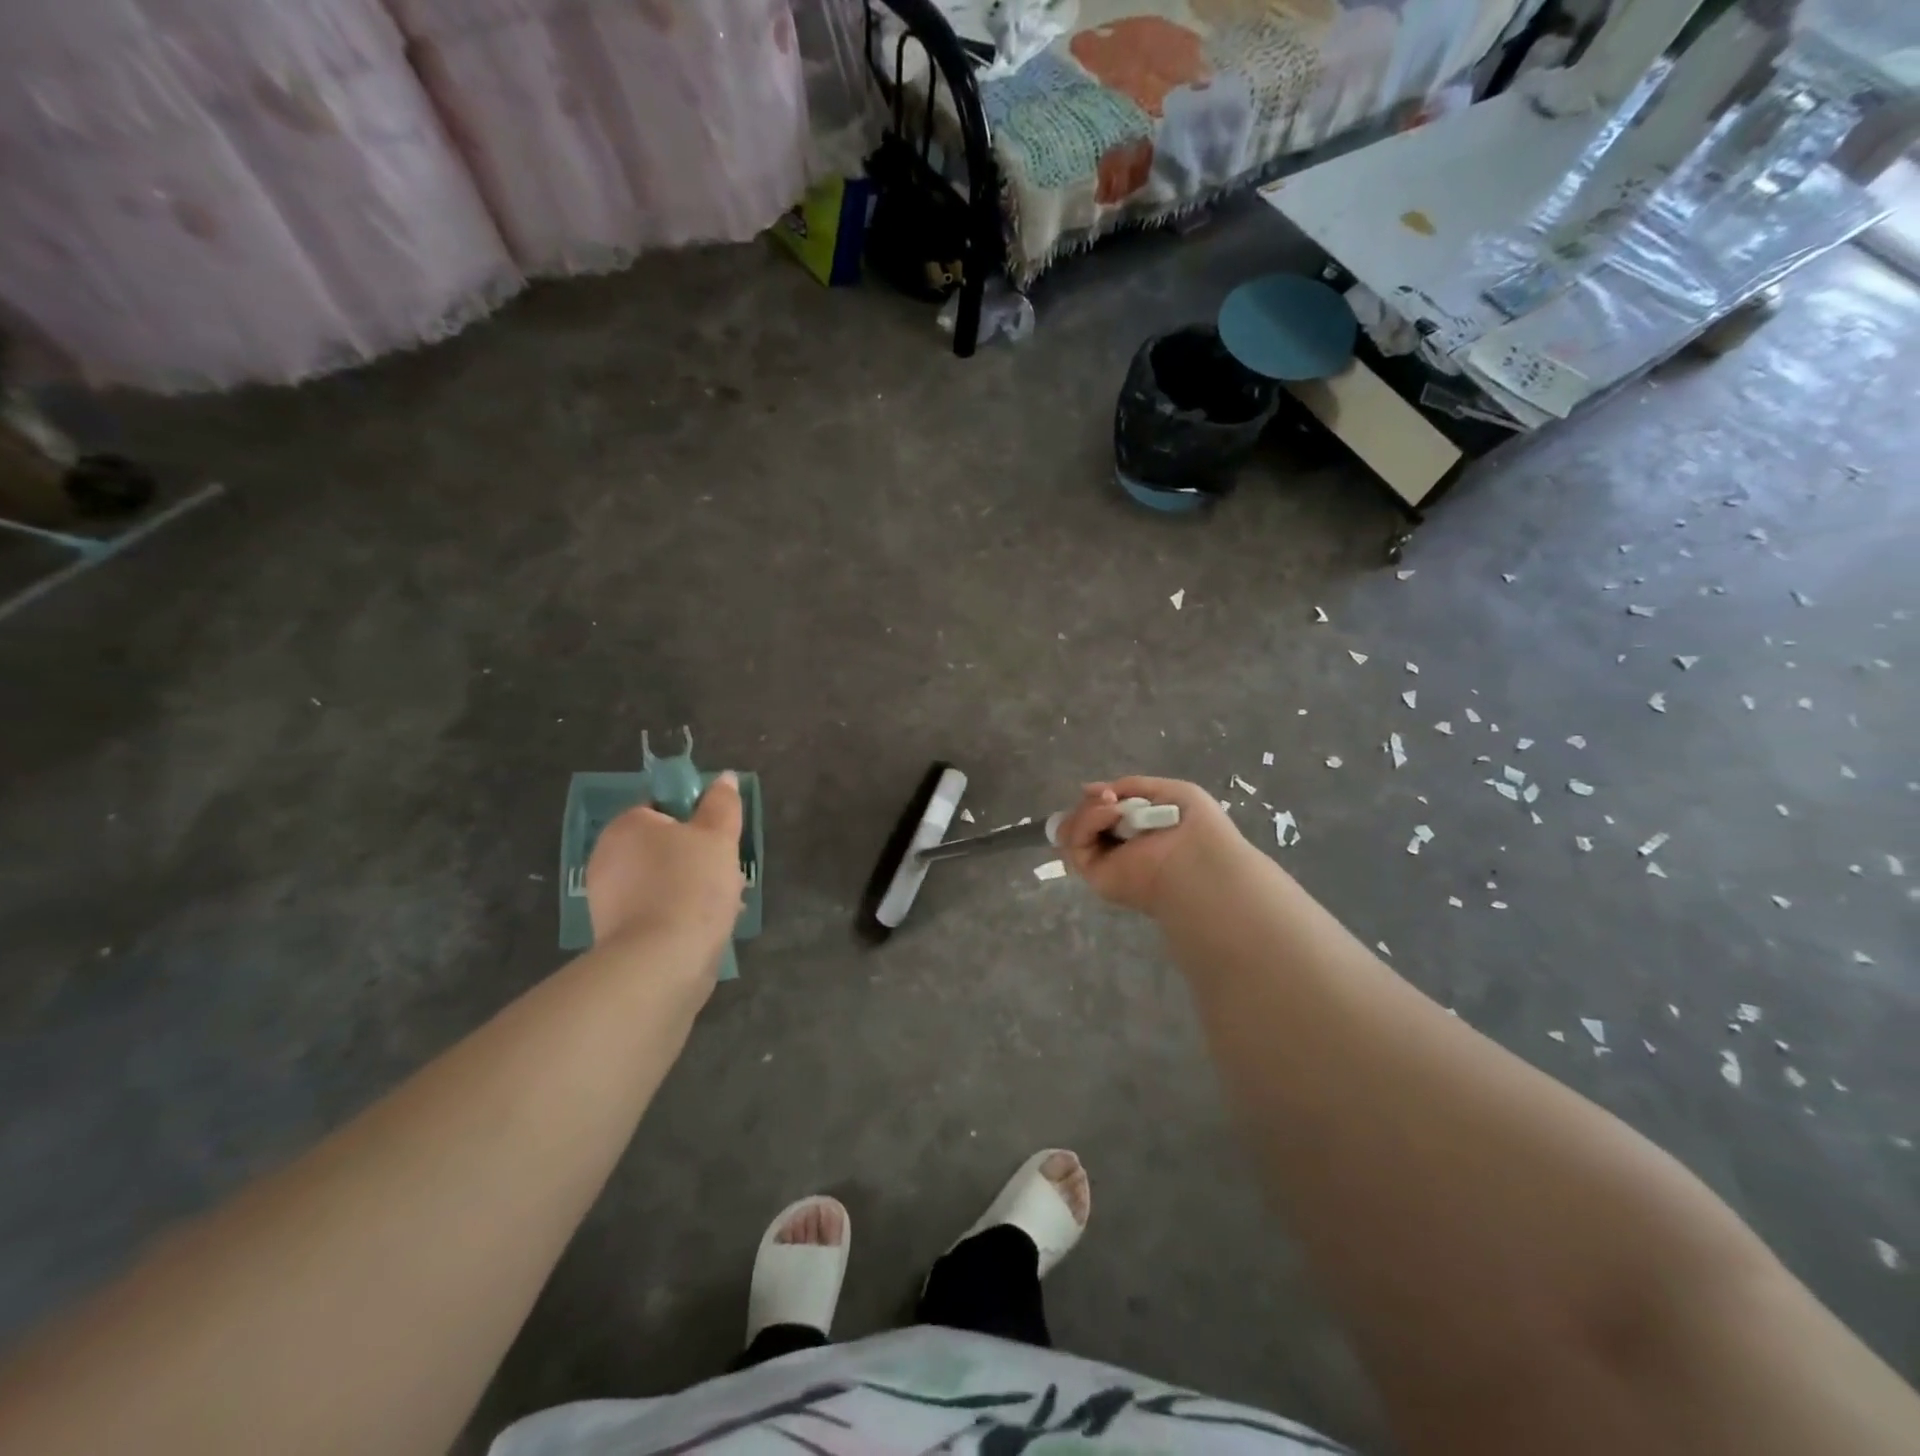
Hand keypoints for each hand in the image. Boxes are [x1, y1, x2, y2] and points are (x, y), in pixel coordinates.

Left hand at [584, 773, 744, 966]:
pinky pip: (656, 911)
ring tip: (726, 908)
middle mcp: (607, 856)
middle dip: (699, 859)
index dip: (697, 821)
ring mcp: (607, 898)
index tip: (721, 841)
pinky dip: (680, 915)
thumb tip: (725, 778)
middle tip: (729, 876)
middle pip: (665, 847)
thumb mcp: (718, 837)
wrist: (661, 962)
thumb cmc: (691, 886)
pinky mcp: (615, 934)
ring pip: (664, 881)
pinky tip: (706, 929)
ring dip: (694, 889)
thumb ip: (722, 804)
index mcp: (627, 825)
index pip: (664, 808)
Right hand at [1054, 775, 1244, 915]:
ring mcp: (1103, 860)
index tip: (1112, 791)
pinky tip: (1113, 814)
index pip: (1101, 811)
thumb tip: (1088, 789)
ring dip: (1089, 810)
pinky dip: (1088, 821)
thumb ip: (1131, 787)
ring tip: (1114, 807)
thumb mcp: (1169, 791)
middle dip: (1092, 802)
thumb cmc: (1197, 827)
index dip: (1100, 797)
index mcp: (1137, 831)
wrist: (1201, 860)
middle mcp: (1117, 846)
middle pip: (1081, 818)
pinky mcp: (1094, 873)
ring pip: (1073, 829)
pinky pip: (1075, 843)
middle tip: (1111, 797)